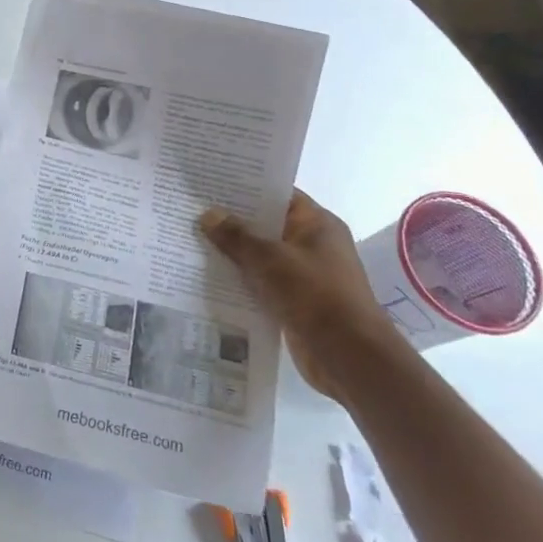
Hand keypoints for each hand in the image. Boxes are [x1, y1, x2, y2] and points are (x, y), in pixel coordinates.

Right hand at [199, 190, 408, 401]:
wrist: (350, 358)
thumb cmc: (315, 295)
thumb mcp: (270, 259)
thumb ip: (237, 236)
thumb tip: (208, 214)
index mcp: (316, 224)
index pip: (278, 195)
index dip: (246, 187)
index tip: (212, 183)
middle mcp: (313, 245)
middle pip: (267, 225)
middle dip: (232, 221)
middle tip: (192, 210)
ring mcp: (305, 275)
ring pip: (261, 256)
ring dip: (233, 253)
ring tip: (192, 240)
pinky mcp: (296, 303)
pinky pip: (262, 283)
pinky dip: (241, 281)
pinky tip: (208, 277)